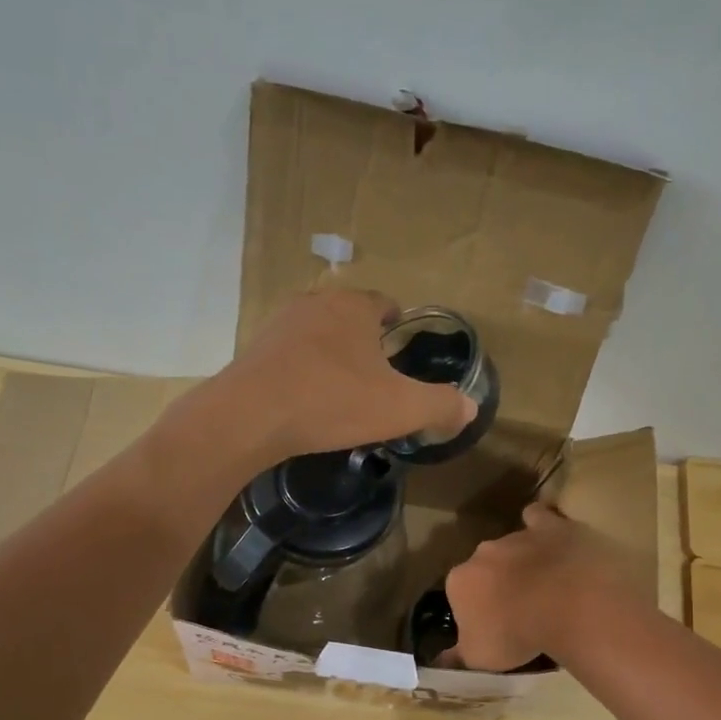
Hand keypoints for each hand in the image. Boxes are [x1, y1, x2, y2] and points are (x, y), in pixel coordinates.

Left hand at [215, 290, 476, 463]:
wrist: (250, 416)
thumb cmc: (333, 402)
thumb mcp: (400, 408)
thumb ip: (440, 405)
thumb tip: (469, 407)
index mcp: (355, 308)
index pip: (384, 303)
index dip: (397, 322)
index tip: (402, 345)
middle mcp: (316, 304)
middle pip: (349, 316)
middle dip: (364, 339)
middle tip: (377, 372)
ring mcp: (280, 325)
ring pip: (317, 334)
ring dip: (331, 354)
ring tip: (342, 387)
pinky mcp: (254, 351)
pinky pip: (290, 356)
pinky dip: (303, 371)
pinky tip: (306, 399)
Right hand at [444, 504, 627, 669]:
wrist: (567, 605)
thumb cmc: (516, 635)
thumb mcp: (479, 658)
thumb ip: (457, 657)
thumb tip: (440, 661)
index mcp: (460, 581)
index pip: (459, 594)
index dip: (474, 611)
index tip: (491, 628)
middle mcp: (482, 553)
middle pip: (485, 568)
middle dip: (496, 583)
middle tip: (519, 609)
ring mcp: (517, 537)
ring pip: (512, 547)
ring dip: (522, 562)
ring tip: (544, 586)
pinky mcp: (551, 526)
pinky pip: (540, 518)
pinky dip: (542, 525)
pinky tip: (551, 538)